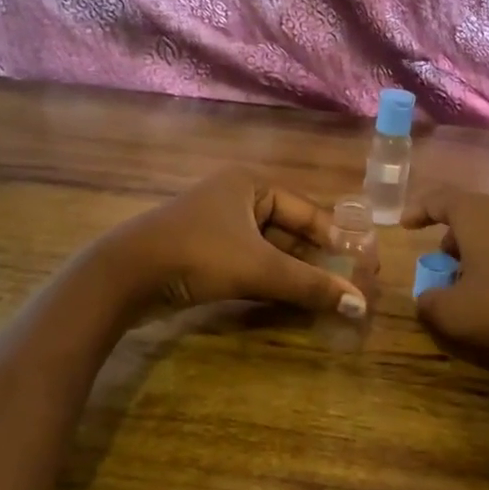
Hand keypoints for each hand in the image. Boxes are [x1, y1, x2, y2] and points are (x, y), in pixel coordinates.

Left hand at [98, 169, 372, 317]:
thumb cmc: (197, 255)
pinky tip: (294, 301)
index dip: (338, 239)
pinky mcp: (204, 253)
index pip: (309, 211)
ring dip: (297, 273)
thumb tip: (361, 305)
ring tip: (331, 297)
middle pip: (291, 230)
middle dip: (319, 259)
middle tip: (352, 285)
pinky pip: (250, 263)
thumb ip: (309, 285)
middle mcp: (237, 198)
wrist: (123, 276)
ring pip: (270, 250)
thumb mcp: (258, 268)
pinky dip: (272, 281)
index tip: (365, 266)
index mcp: (251, 184)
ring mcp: (218, 226)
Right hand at [403, 185, 488, 375]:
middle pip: (470, 214)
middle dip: (451, 238)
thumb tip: (426, 298)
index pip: (439, 199)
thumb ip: (429, 303)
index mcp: (477, 214)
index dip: (419, 211)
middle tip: (442, 265)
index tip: (406, 226)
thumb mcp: (455, 313)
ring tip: (472, 283)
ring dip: (477, 250)